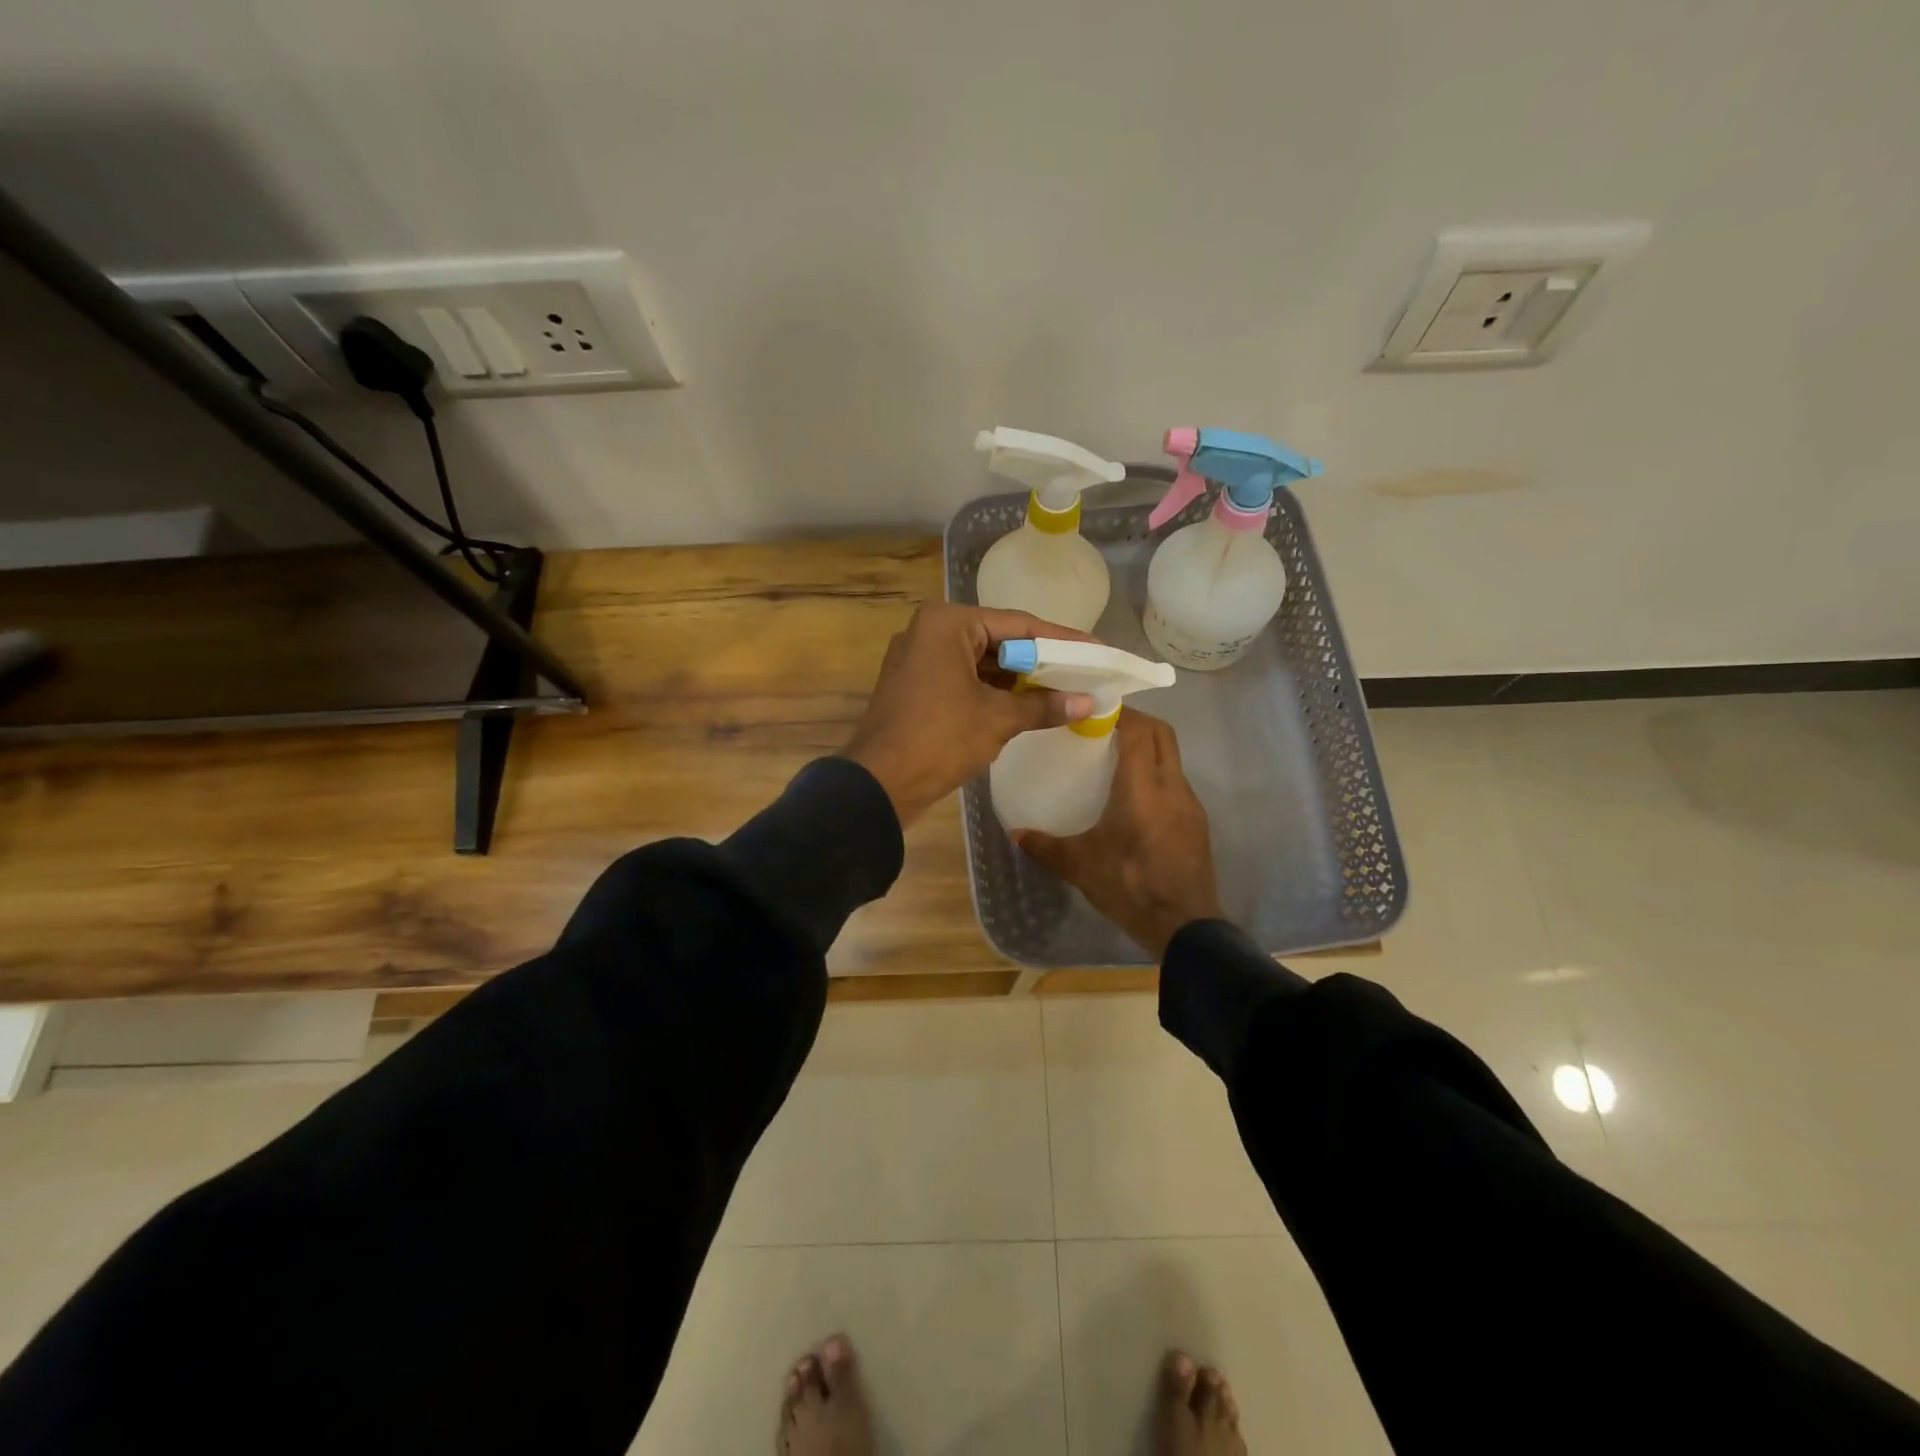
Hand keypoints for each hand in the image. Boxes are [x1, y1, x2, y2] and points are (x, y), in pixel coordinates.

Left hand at [844, 603, 1095, 826]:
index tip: (1096, 649)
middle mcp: (930, 632)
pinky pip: (965, 681)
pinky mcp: (916, 687)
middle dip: (1040, 662)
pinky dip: (994, 693)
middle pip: (999, 641)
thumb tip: (1088, 703)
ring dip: (1018, 680)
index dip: (1061, 640)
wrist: (878, 784)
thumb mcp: (997, 719)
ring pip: (981, 663)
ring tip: (1064, 691)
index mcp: (947, 624)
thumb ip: (1043, 706)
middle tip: (1084, 673)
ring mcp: (919, 660)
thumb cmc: (939, 739)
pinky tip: (1027, 706)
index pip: (1018, 624)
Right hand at [1015, 709, 1223, 956]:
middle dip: (1136, 722)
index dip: (1119, 712)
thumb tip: (1015, 834)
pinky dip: (1157, 776)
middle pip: (1162, 734)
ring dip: (1148, 749)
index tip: (1093, 709)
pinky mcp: (1197, 824)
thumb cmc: (1130, 885)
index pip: (1139, 729)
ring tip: (1116, 760)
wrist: (1184, 927)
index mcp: (1143, 786)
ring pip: (1172, 758)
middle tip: (1104, 727)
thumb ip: (1045, 846)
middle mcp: (1172, 786)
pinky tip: (1136, 799)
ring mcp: (1190, 804)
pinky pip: (1176, 783)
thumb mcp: (1080, 865)